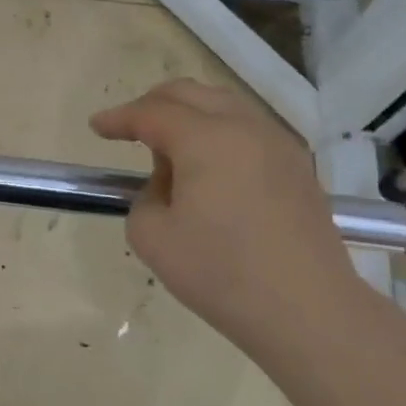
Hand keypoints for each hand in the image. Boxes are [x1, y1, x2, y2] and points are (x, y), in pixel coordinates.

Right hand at [90, 79, 365, 348]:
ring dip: (189, 117)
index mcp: (206, 138)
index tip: (96, 126)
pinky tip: (210, 170)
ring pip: (224, 106)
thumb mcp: (152, 237)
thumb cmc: (222, 274)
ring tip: (169, 153)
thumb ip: (145, 197)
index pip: (151, 113)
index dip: (119, 118)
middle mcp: (245, 128)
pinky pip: (248, 131)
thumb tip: (168, 185)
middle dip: (153, 104)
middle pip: (191, 94)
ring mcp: (279, 145)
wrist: (309, 311)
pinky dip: (219, 134)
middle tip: (129, 128)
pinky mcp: (299, 168)